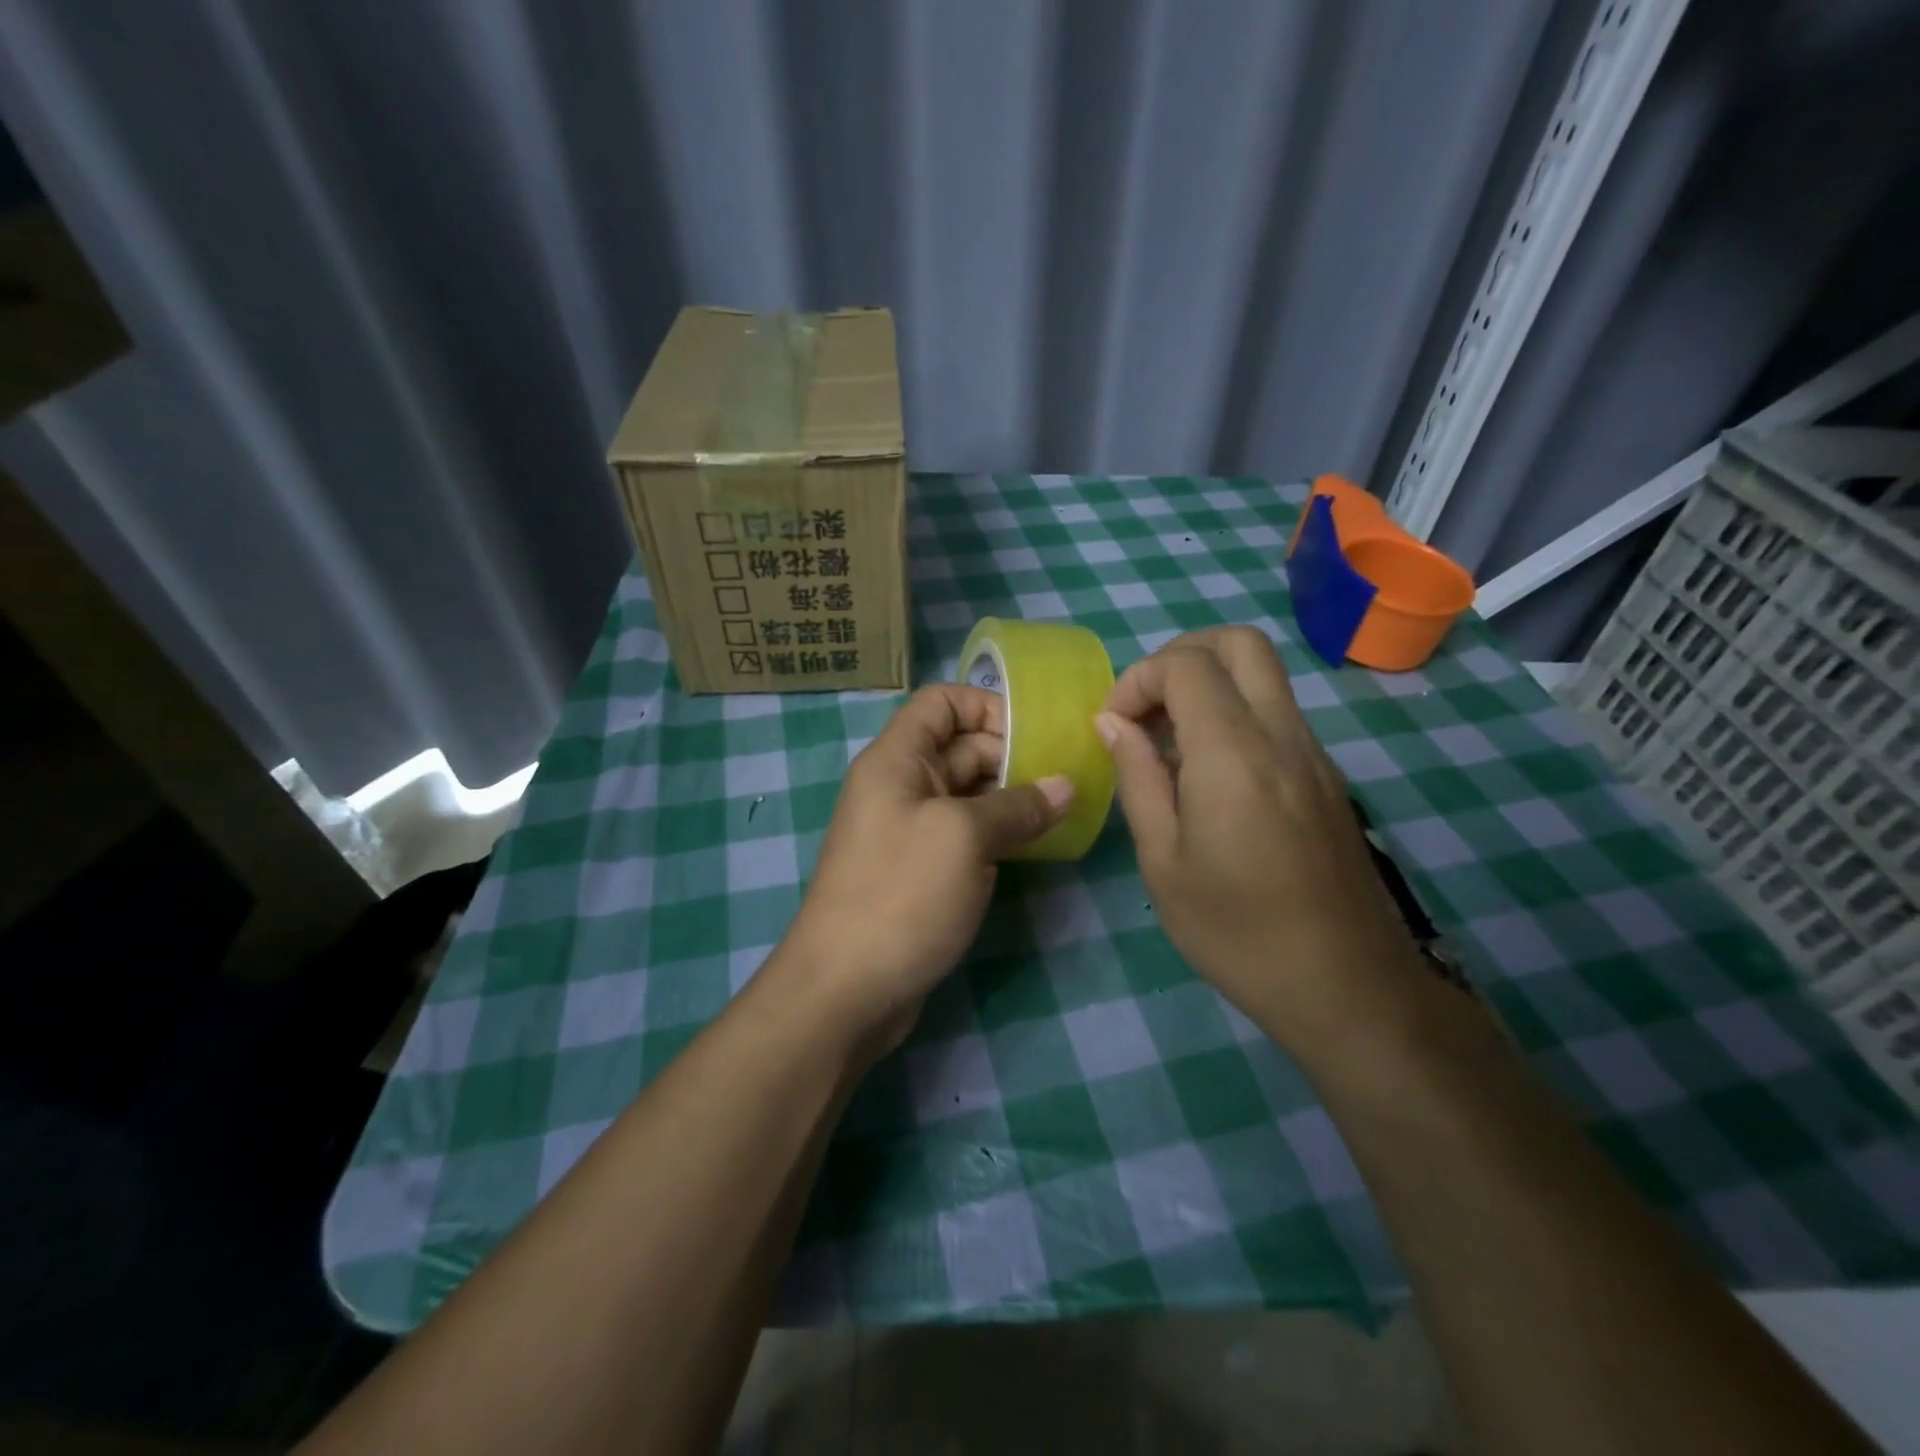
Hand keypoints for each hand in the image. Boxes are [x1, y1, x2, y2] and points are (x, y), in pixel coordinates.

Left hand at [781, 684, 1071, 1050]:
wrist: (844, 989)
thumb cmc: (900, 895)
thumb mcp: (964, 838)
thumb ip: (1018, 806)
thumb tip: (1065, 787)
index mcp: (896, 759)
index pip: (940, 703)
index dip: (987, 706)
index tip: (1036, 734)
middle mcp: (900, 786)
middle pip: (960, 747)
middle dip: (1012, 755)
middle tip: (1065, 779)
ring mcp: (910, 830)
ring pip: (967, 794)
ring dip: (1011, 798)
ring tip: (1062, 810)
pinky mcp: (921, 871)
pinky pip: (965, 834)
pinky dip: (998, 833)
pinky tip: (1036, 845)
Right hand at [1095, 627, 1425, 1055]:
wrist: (1345, 986)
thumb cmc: (1236, 930)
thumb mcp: (1163, 861)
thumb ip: (1137, 778)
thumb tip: (1113, 723)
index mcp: (1234, 753)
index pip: (1186, 664)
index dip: (1138, 679)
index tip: (1115, 726)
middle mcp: (1282, 735)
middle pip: (1240, 643)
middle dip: (1181, 656)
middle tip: (1148, 708)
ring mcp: (1314, 753)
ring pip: (1264, 676)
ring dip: (1209, 686)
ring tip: (1170, 747)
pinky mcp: (1326, 777)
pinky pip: (1277, 714)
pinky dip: (1235, 715)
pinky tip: (1209, 777)